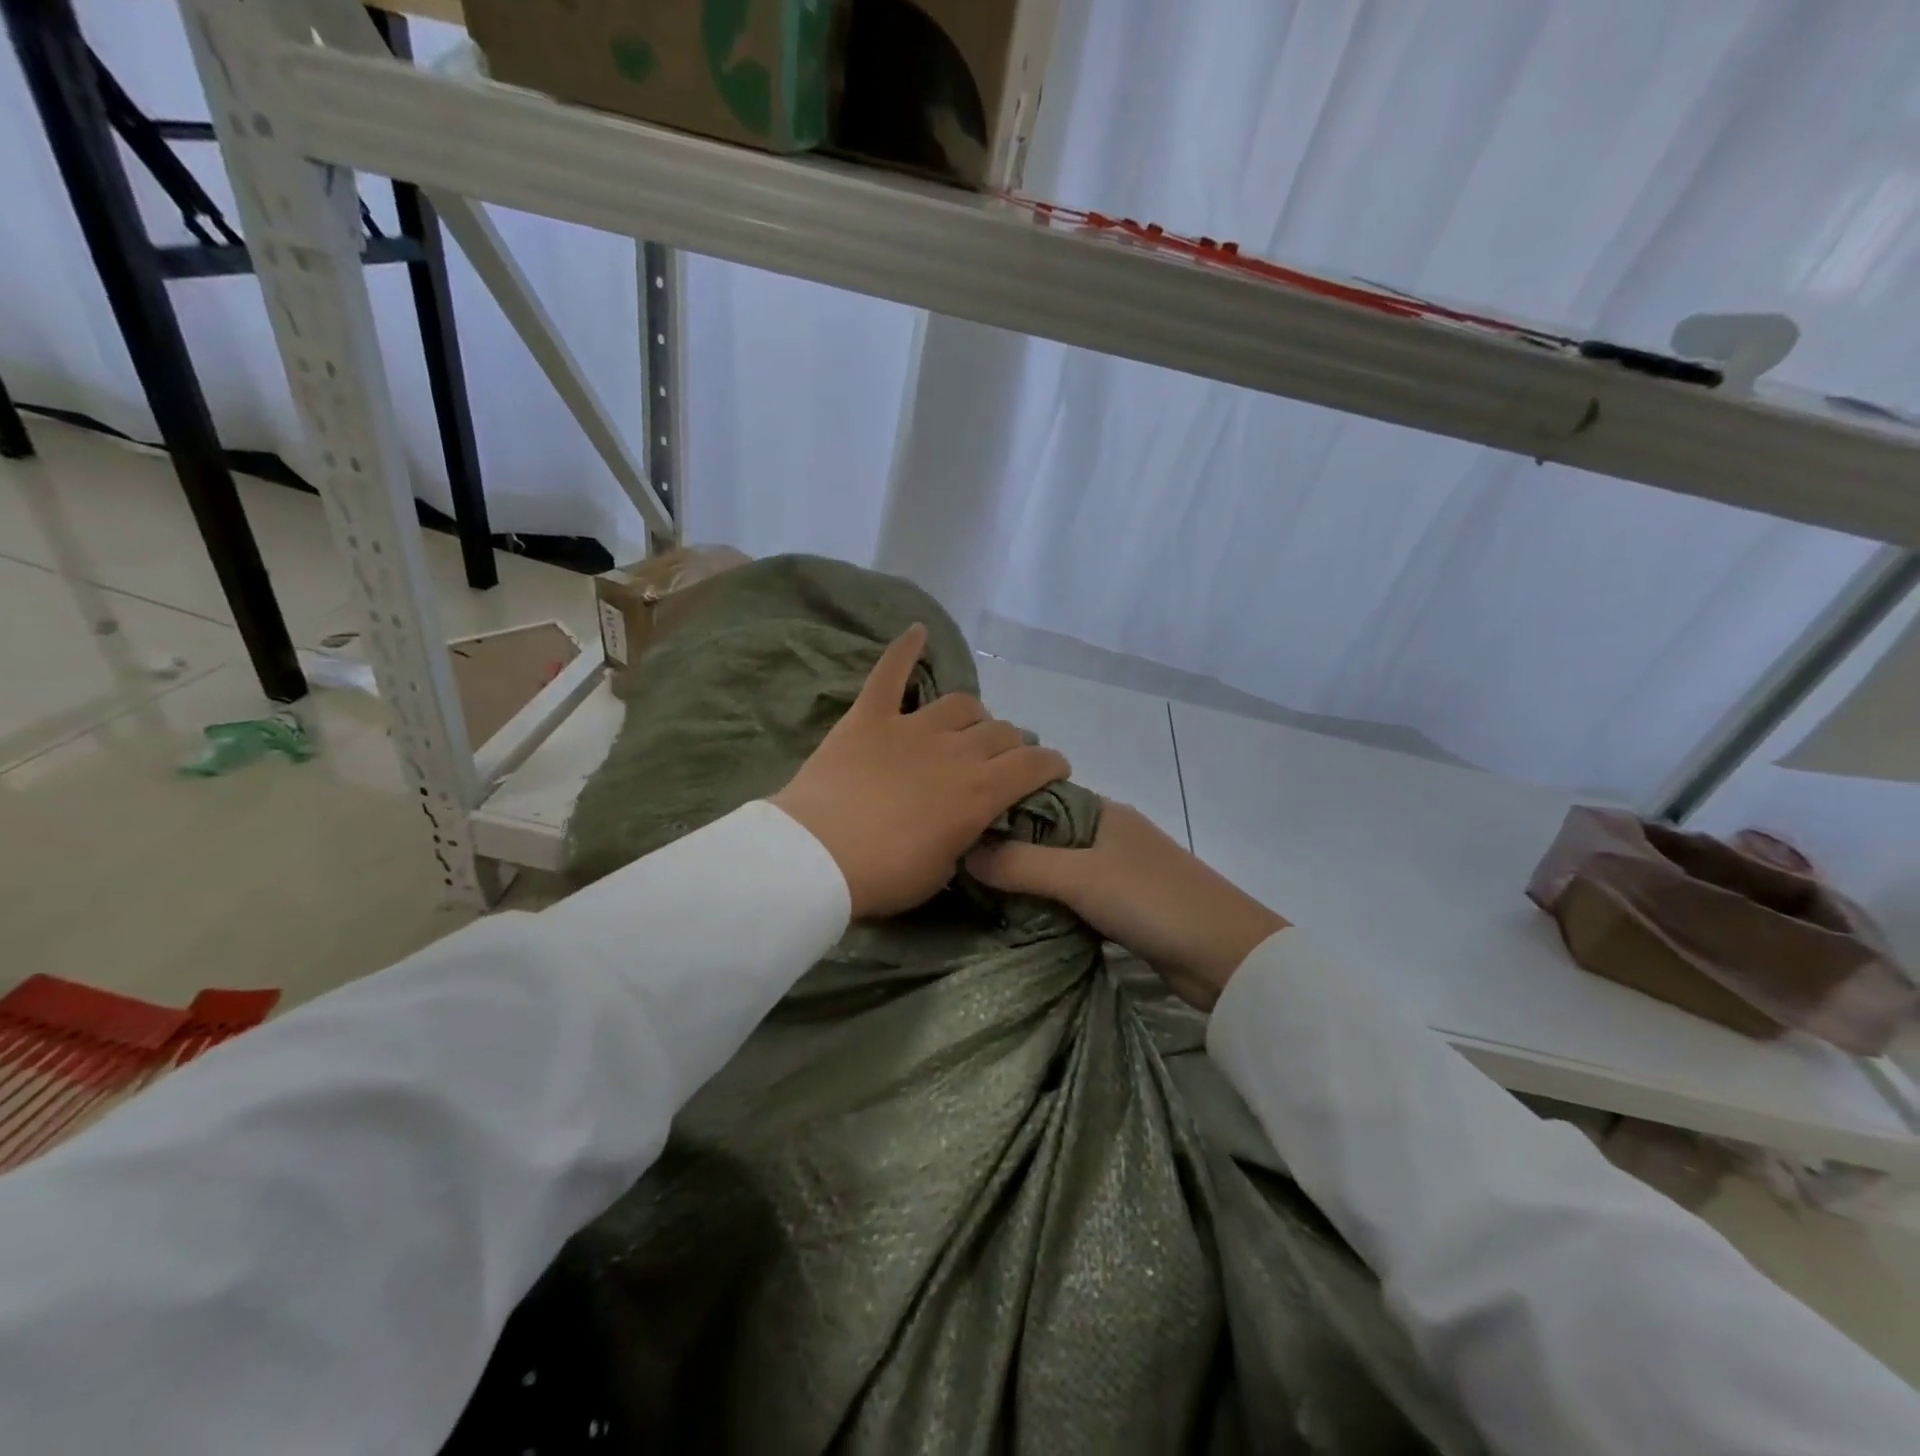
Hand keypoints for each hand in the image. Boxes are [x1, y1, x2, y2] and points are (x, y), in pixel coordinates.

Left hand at [770, 625, 1071, 920]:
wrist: (816, 858)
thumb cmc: (883, 876)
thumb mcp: (942, 871)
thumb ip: (964, 836)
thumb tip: (970, 821)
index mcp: (980, 792)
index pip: (1033, 765)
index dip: (1051, 763)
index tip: (1054, 768)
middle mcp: (956, 751)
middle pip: (1000, 732)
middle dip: (1012, 743)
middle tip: (1004, 757)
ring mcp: (912, 728)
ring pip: (961, 704)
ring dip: (973, 715)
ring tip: (968, 725)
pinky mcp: (870, 716)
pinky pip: (891, 673)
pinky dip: (905, 650)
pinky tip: (917, 631)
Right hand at [967, 801, 1287, 1010]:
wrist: (1226, 956)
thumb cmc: (1152, 899)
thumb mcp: (1080, 877)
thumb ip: (1022, 864)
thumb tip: (965, 853)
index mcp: (1102, 812)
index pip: (1038, 797)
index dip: (1000, 808)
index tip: (957, 827)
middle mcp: (1109, 834)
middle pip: (1046, 834)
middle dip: (1008, 848)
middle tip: (959, 865)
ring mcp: (1119, 871)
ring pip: (1060, 868)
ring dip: (1029, 879)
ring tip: (979, 892)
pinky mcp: (1125, 907)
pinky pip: (1075, 897)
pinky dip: (1050, 903)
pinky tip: (1020, 915)